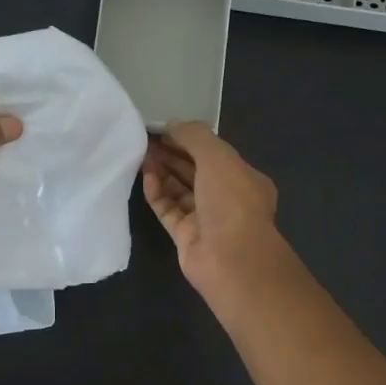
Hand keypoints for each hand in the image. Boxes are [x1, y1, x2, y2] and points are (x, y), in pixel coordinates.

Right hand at [142, 122, 286, 293]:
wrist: (231, 259)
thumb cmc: (232, 201)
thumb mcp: (218, 156)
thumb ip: (194, 136)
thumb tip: (172, 125)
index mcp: (243, 178)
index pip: (214, 153)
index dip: (189, 139)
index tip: (164, 129)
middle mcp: (226, 198)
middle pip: (196, 171)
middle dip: (173, 154)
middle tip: (146, 140)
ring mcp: (206, 219)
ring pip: (180, 191)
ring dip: (163, 171)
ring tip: (142, 154)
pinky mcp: (185, 237)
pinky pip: (168, 210)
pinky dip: (157, 193)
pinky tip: (146, 177)